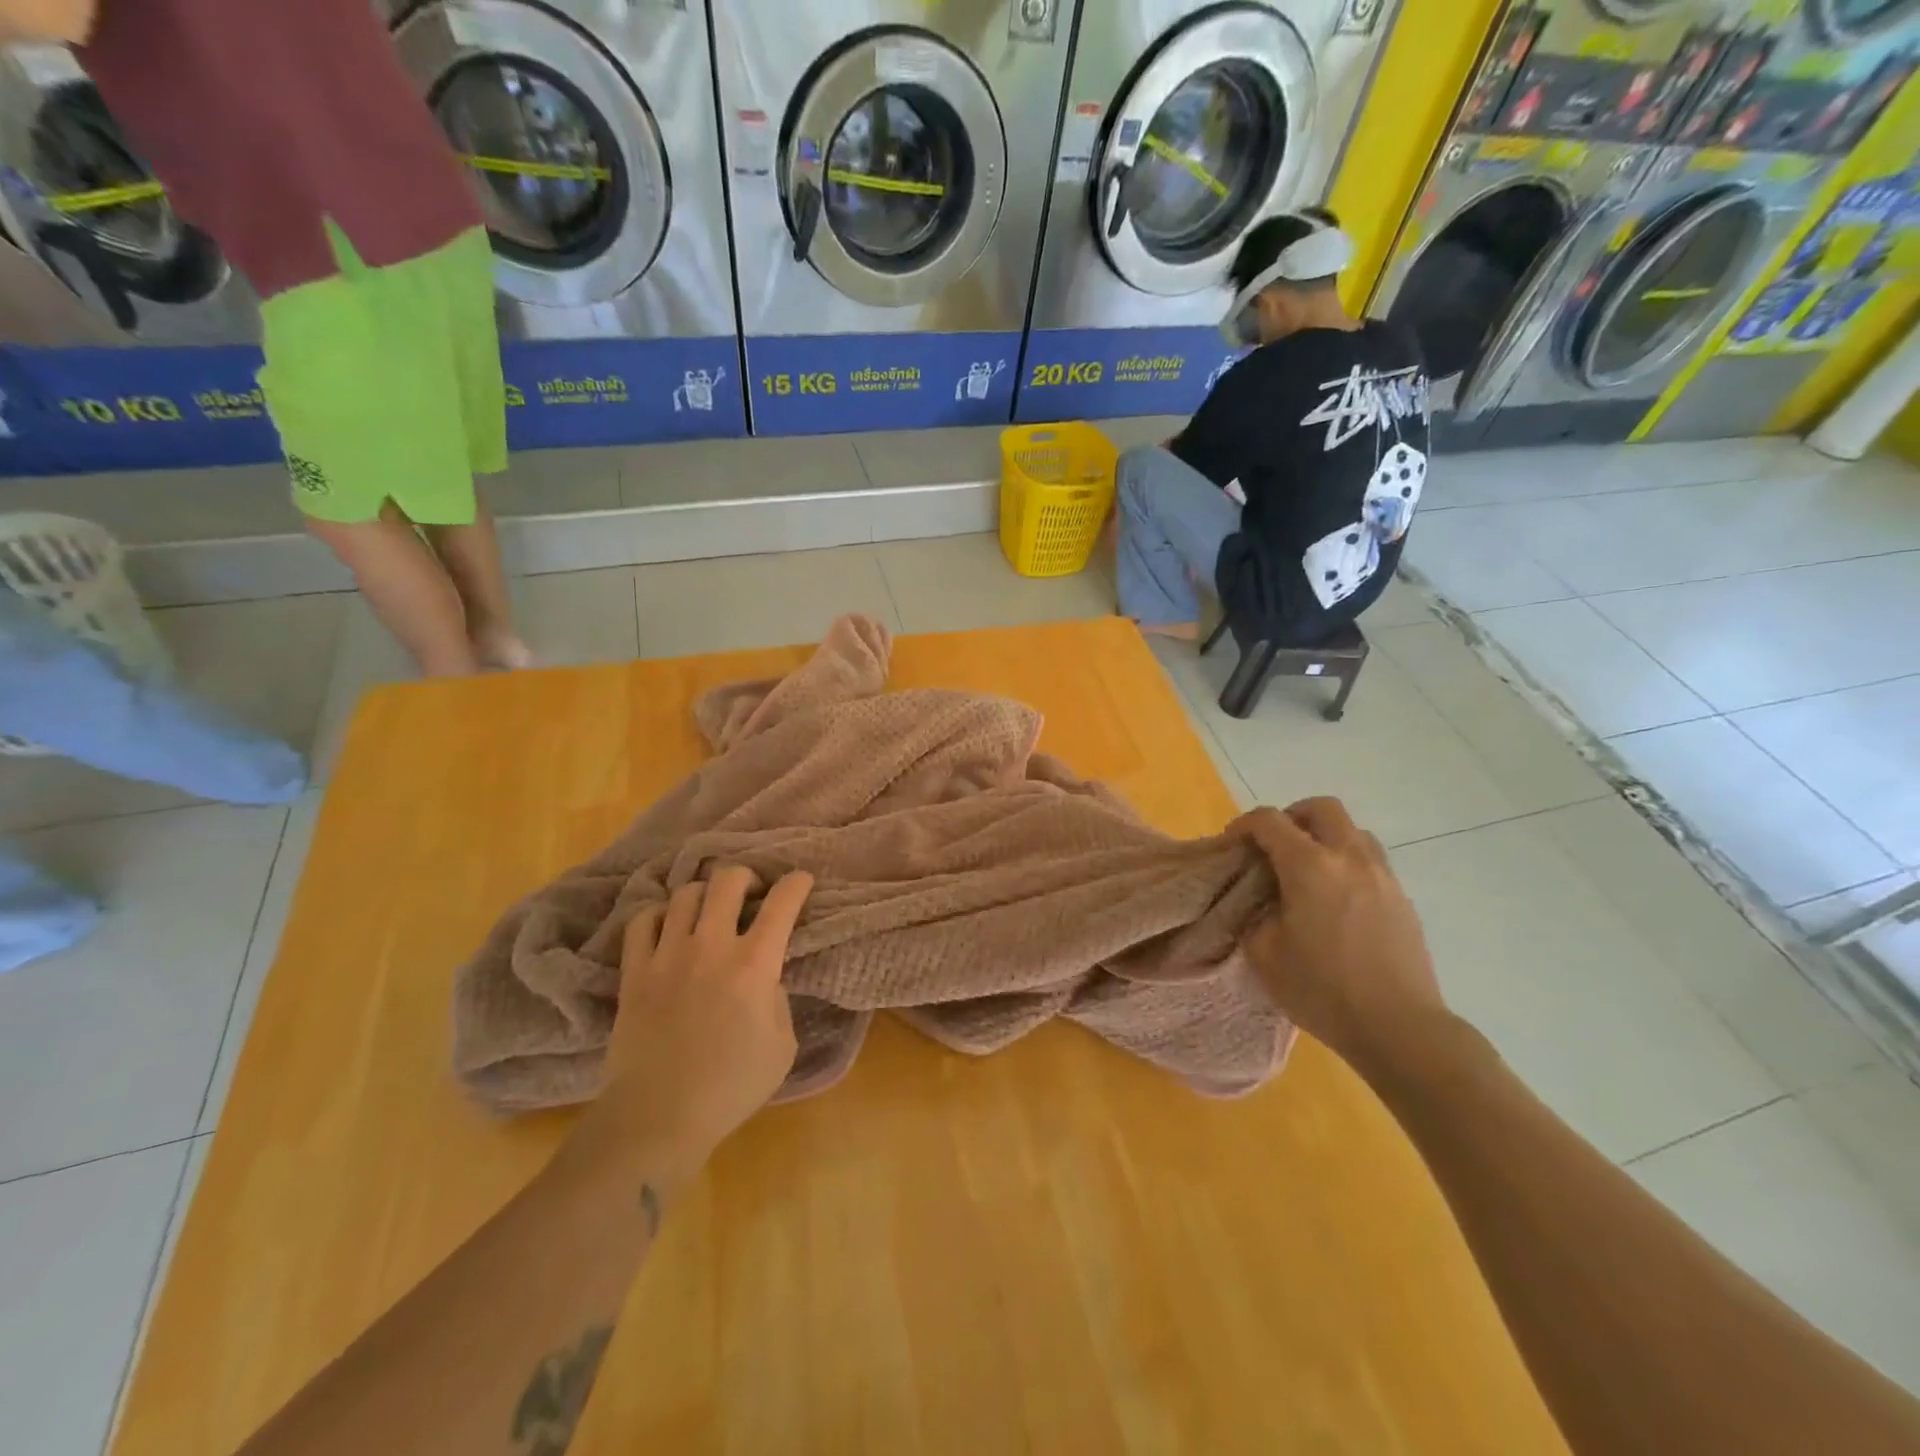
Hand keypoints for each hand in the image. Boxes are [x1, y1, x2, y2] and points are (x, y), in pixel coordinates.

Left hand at [577, 866, 811, 1184]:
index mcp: (755, 964)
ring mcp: (668, 955)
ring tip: (708, 910)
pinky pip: (642, 921)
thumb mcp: (782, 1046)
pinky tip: (666, 926)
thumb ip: (778, 1000)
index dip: (797, 883)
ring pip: (685, 894)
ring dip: (703, 895)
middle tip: (751, 893)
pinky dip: (658, 914)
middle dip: (746, 877)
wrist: (658, 1116)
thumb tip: (764, 980)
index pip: (782, 903)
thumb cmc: (731, 1086)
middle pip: (728, 881)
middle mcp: (711, 946)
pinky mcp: (634, 971)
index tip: (801, 881)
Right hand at [1234, 799, 1447, 1070]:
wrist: (1400, 1028)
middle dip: (1292, 817)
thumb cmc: (1323, 991)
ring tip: (1309, 871)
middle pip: (1321, 808)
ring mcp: (1383, 876)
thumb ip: (1255, 916)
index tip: (1231, 845)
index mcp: (1309, 867)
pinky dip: (1348, 863)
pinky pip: (1371, 861)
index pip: (1269, 820)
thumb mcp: (1264, 955)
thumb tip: (1263, 903)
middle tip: (1275, 846)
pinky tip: (1337, 900)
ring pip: (1353, 831)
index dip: (1243, 825)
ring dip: (1325, 837)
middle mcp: (1349, 859)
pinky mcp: (1402, 899)